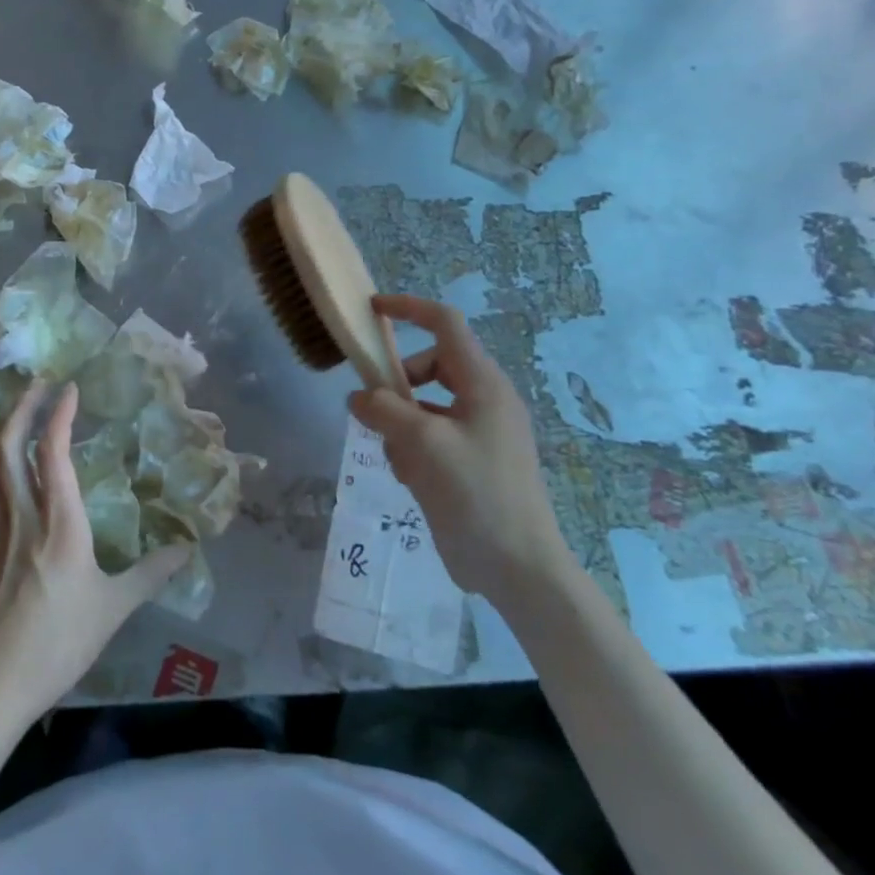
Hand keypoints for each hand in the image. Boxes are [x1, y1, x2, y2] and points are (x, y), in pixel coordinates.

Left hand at [0, 382, 188, 727]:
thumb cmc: (59, 643)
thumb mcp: (114, 608)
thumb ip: (150, 574)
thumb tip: (186, 548)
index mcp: (59, 525)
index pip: (53, 455)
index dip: (59, 416)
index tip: (69, 389)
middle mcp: (22, 517)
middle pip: (8, 449)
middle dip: (21, 410)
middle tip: (37, 386)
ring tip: (15, 420)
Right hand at [346, 294, 576, 602]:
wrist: (517, 566)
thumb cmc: (476, 493)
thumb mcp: (423, 443)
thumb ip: (384, 409)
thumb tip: (358, 397)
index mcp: (484, 384)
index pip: (446, 324)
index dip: (409, 309)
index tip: (371, 310)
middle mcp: (483, 400)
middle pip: (429, 366)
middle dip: (398, 384)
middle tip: (374, 409)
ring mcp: (477, 432)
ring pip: (423, 404)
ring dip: (401, 423)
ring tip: (399, 457)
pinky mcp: (467, 461)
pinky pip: (428, 435)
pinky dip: (411, 448)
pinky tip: (410, 478)